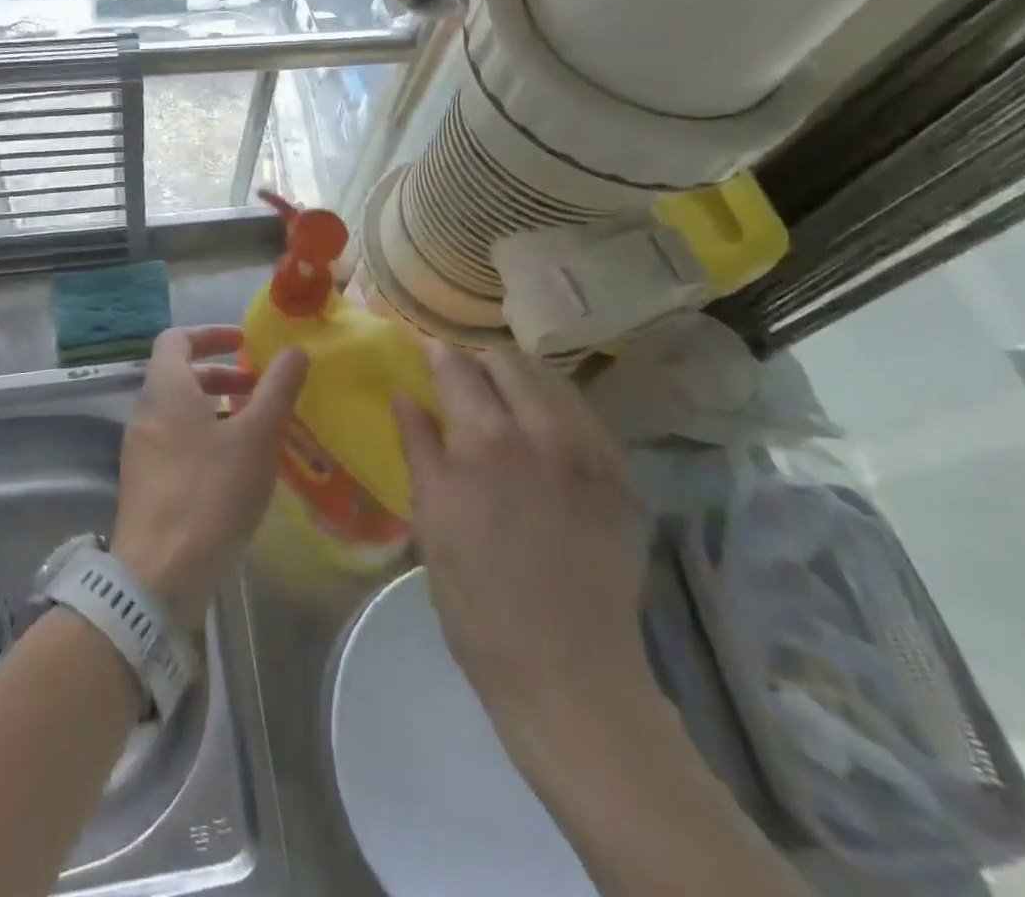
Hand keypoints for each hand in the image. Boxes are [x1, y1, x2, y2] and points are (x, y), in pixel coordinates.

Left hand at [111, 326, 308, 626]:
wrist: (158, 575)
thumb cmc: (210, 493)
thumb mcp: (255, 437)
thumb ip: (277, 390)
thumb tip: (295, 350)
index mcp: (165, 389)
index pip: (176, 338)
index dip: (210, 333)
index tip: (244, 342)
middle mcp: (145, 412)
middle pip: (179, 375)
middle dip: (221, 374)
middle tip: (260, 387)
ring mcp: (141, 450)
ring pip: (179, 411)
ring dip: (216, 407)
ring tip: (257, 427)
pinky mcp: (145, 483)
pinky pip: (175, 441)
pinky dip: (205, 436)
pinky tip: (237, 466)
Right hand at [394, 342, 651, 750]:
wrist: (568, 672)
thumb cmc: (477, 598)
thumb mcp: (432, 518)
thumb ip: (419, 445)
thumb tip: (403, 393)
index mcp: (485, 439)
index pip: (457, 366)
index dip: (435, 352)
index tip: (423, 352)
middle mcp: (543, 430)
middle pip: (508, 361)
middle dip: (478, 360)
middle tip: (460, 380)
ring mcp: (591, 452)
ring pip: (552, 380)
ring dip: (520, 378)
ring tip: (501, 400)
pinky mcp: (621, 478)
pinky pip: (586, 417)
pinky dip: (557, 408)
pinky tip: (544, 432)